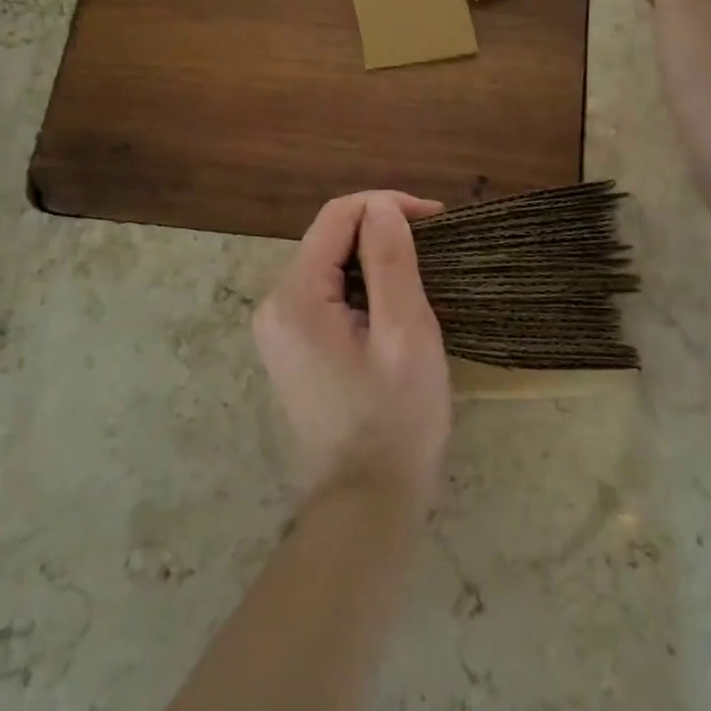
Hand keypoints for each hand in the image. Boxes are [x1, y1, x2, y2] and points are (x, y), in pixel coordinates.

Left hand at [253, 191, 450, 516]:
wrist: (366, 505)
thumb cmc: (395, 419)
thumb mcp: (405, 334)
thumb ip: (391, 262)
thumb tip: (381, 208)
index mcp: (295, 297)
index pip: (337, 217)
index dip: (386, 205)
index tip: (436, 219)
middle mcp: (274, 306)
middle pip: (329, 240)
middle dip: (381, 232)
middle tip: (434, 250)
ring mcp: (278, 331)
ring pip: (329, 267)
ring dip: (374, 260)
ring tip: (420, 276)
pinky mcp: (292, 350)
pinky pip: (326, 296)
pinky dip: (361, 288)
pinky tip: (392, 307)